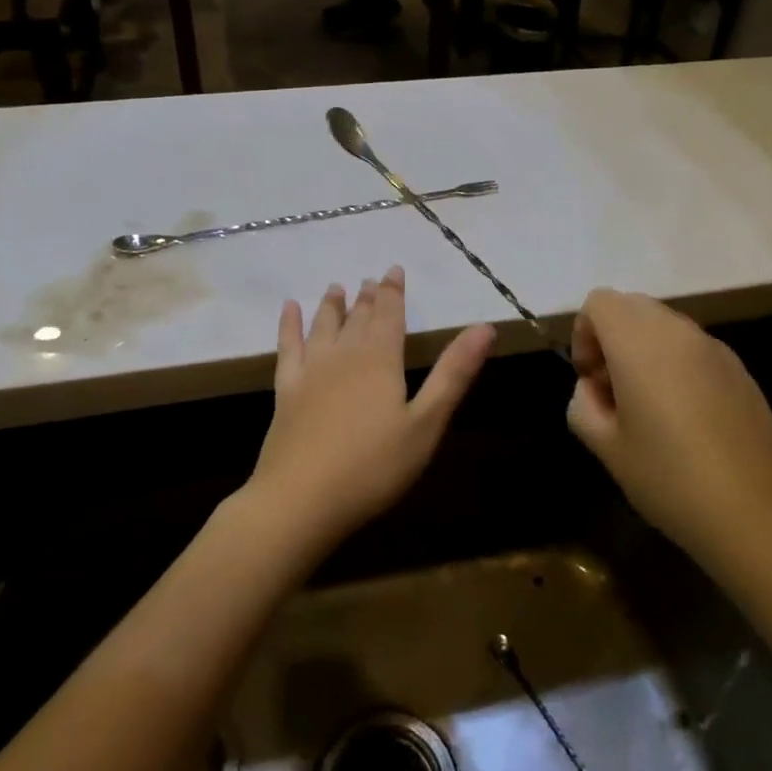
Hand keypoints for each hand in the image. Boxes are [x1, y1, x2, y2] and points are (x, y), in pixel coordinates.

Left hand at [249, 268, 493, 551]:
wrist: (300, 499)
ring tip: (336, 287)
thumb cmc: (373, 467)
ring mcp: (311, 371)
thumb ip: (453, 373)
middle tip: (370, 279)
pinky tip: (289, 309)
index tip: (393, 270)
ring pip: (324, 326)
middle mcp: (344, 355)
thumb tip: (485, 327)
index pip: (390, 314)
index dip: (393, 291)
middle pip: (358, 317)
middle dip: (367, 296)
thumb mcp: (426, 423)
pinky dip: (289, 325)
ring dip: (332, 305)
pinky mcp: (286, 390)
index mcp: (380, 360)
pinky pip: (288, 346)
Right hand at [567, 289, 771, 568]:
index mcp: (639, 343)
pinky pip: (694, 348)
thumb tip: (593, 389)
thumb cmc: (669, 478)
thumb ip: (583, 405)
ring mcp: (715, 349)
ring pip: (665, 325)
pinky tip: (685, 418)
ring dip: (645, 350)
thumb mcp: (606, 448)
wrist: (756, 514)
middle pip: (632, 306)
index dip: (584, 334)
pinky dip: (676, 364)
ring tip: (649, 407)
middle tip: (613, 390)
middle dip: (612, 337)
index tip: (590, 379)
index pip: (599, 302)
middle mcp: (678, 332)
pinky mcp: (740, 370)